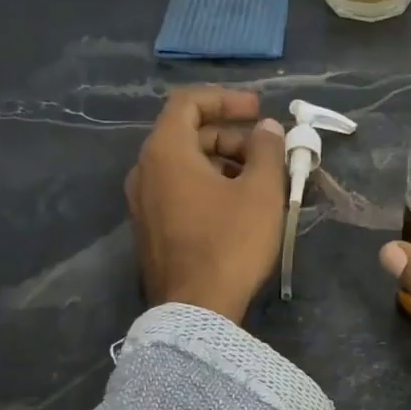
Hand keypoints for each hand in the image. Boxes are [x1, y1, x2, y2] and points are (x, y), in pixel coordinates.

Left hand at [126, 87, 287, 324]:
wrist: (195, 311)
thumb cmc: (230, 243)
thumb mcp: (261, 192)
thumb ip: (266, 150)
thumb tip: (266, 128)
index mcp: (165, 152)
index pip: (188, 102)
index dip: (226, 98)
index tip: (258, 110)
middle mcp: (144, 171)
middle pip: (188, 134)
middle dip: (231, 137)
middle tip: (268, 154)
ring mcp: (142, 204)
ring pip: (184, 166)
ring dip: (223, 163)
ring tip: (260, 183)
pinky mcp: (150, 230)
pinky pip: (178, 191)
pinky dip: (208, 186)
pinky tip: (239, 208)